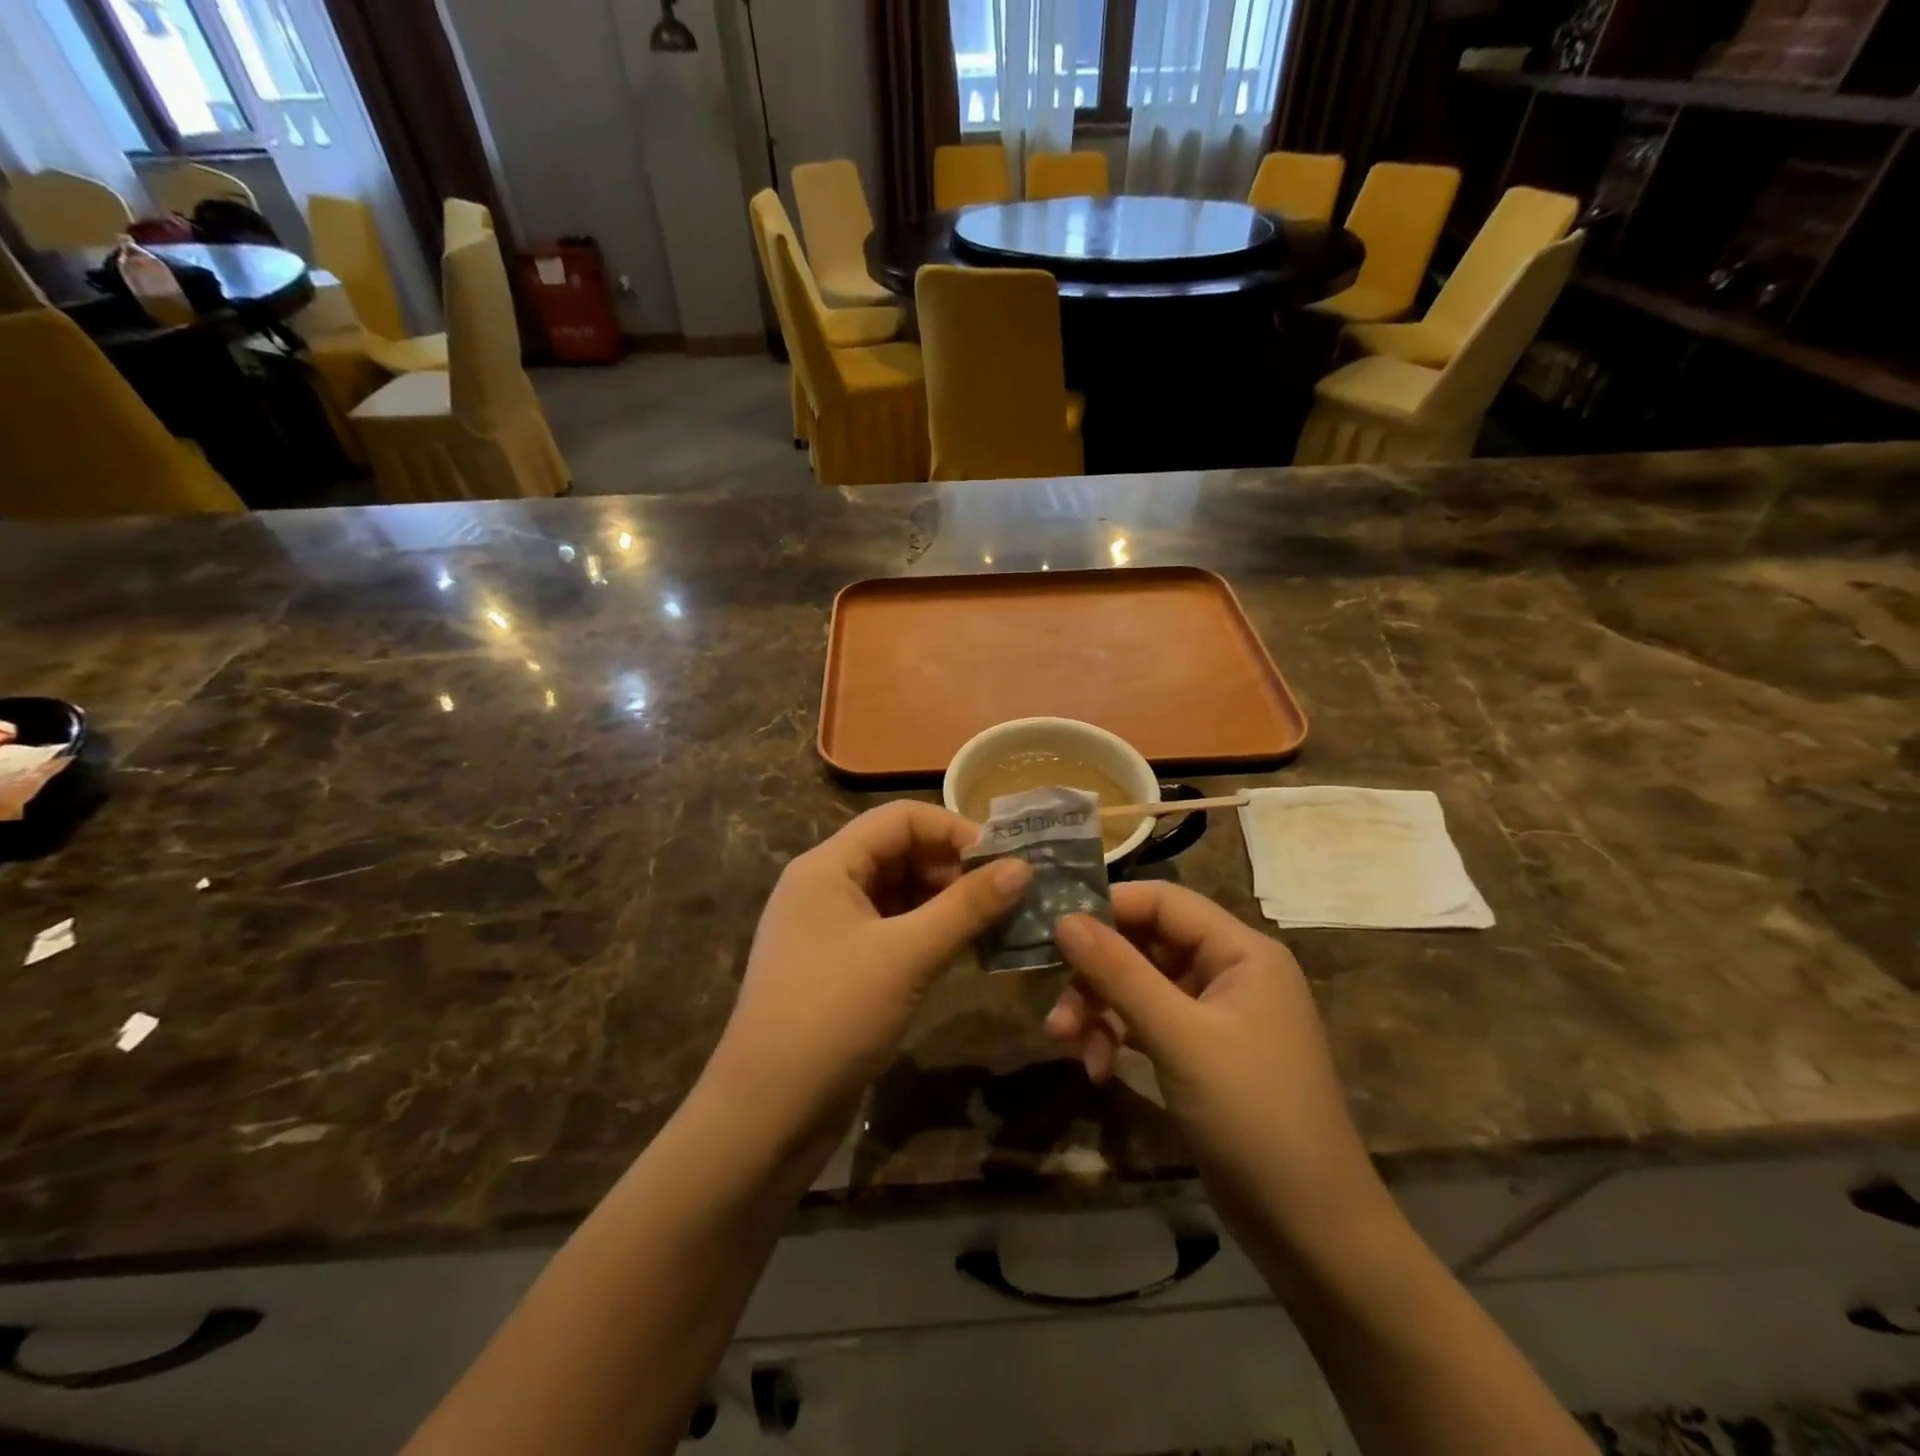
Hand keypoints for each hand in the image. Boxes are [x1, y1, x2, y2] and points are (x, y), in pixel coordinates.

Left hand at [704, 802, 1029, 1156]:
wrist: (765, 1114)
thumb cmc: (833, 1016)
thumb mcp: (907, 955)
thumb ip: (966, 907)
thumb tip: (1023, 868)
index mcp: (828, 865)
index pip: (899, 819)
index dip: (953, 830)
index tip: (1003, 861)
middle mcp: (825, 886)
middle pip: (899, 852)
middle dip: (953, 868)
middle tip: (1007, 894)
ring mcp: (829, 928)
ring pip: (898, 893)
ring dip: (946, 902)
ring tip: (996, 921)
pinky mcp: (839, 966)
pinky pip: (891, 929)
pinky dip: (928, 932)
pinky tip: (964, 949)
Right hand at [1047, 883, 1389, 1254]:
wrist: (1313, 1231)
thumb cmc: (1253, 1115)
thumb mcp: (1179, 1038)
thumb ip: (1119, 972)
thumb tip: (1063, 918)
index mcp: (1241, 952)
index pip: (1163, 901)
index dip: (1108, 908)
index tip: (1053, 929)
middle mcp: (1230, 972)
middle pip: (1145, 945)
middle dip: (1096, 974)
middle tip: (1056, 1008)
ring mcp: (1216, 1015)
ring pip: (1140, 986)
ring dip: (1100, 1011)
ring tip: (1067, 1046)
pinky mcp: (1202, 1053)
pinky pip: (1148, 1024)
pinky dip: (1118, 1039)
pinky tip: (1097, 1070)